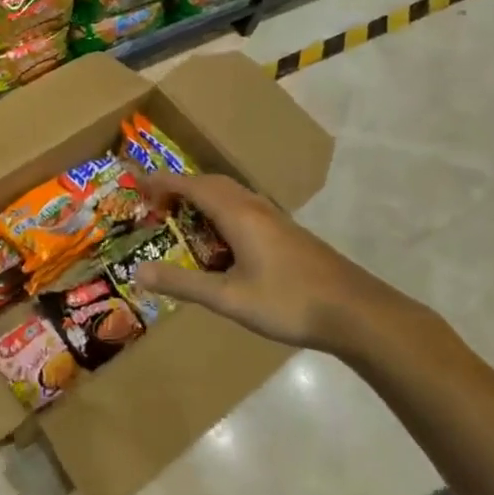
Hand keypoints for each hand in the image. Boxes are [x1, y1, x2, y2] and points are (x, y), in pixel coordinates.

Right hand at [133, 170, 408, 352]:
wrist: (355, 311)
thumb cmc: (288, 302)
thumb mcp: (229, 298)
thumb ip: (183, 284)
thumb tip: (138, 271)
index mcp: (238, 214)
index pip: (192, 185)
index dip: (163, 182)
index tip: (138, 185)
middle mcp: (255, 207)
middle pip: (212, 183)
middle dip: (182, 187)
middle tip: (157, 204)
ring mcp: (275, 219)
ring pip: (232, 194)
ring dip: (204, 197)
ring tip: (184, 218)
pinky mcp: (288, 233)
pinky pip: (245, 208)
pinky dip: (222, 211)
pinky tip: (223, 241)